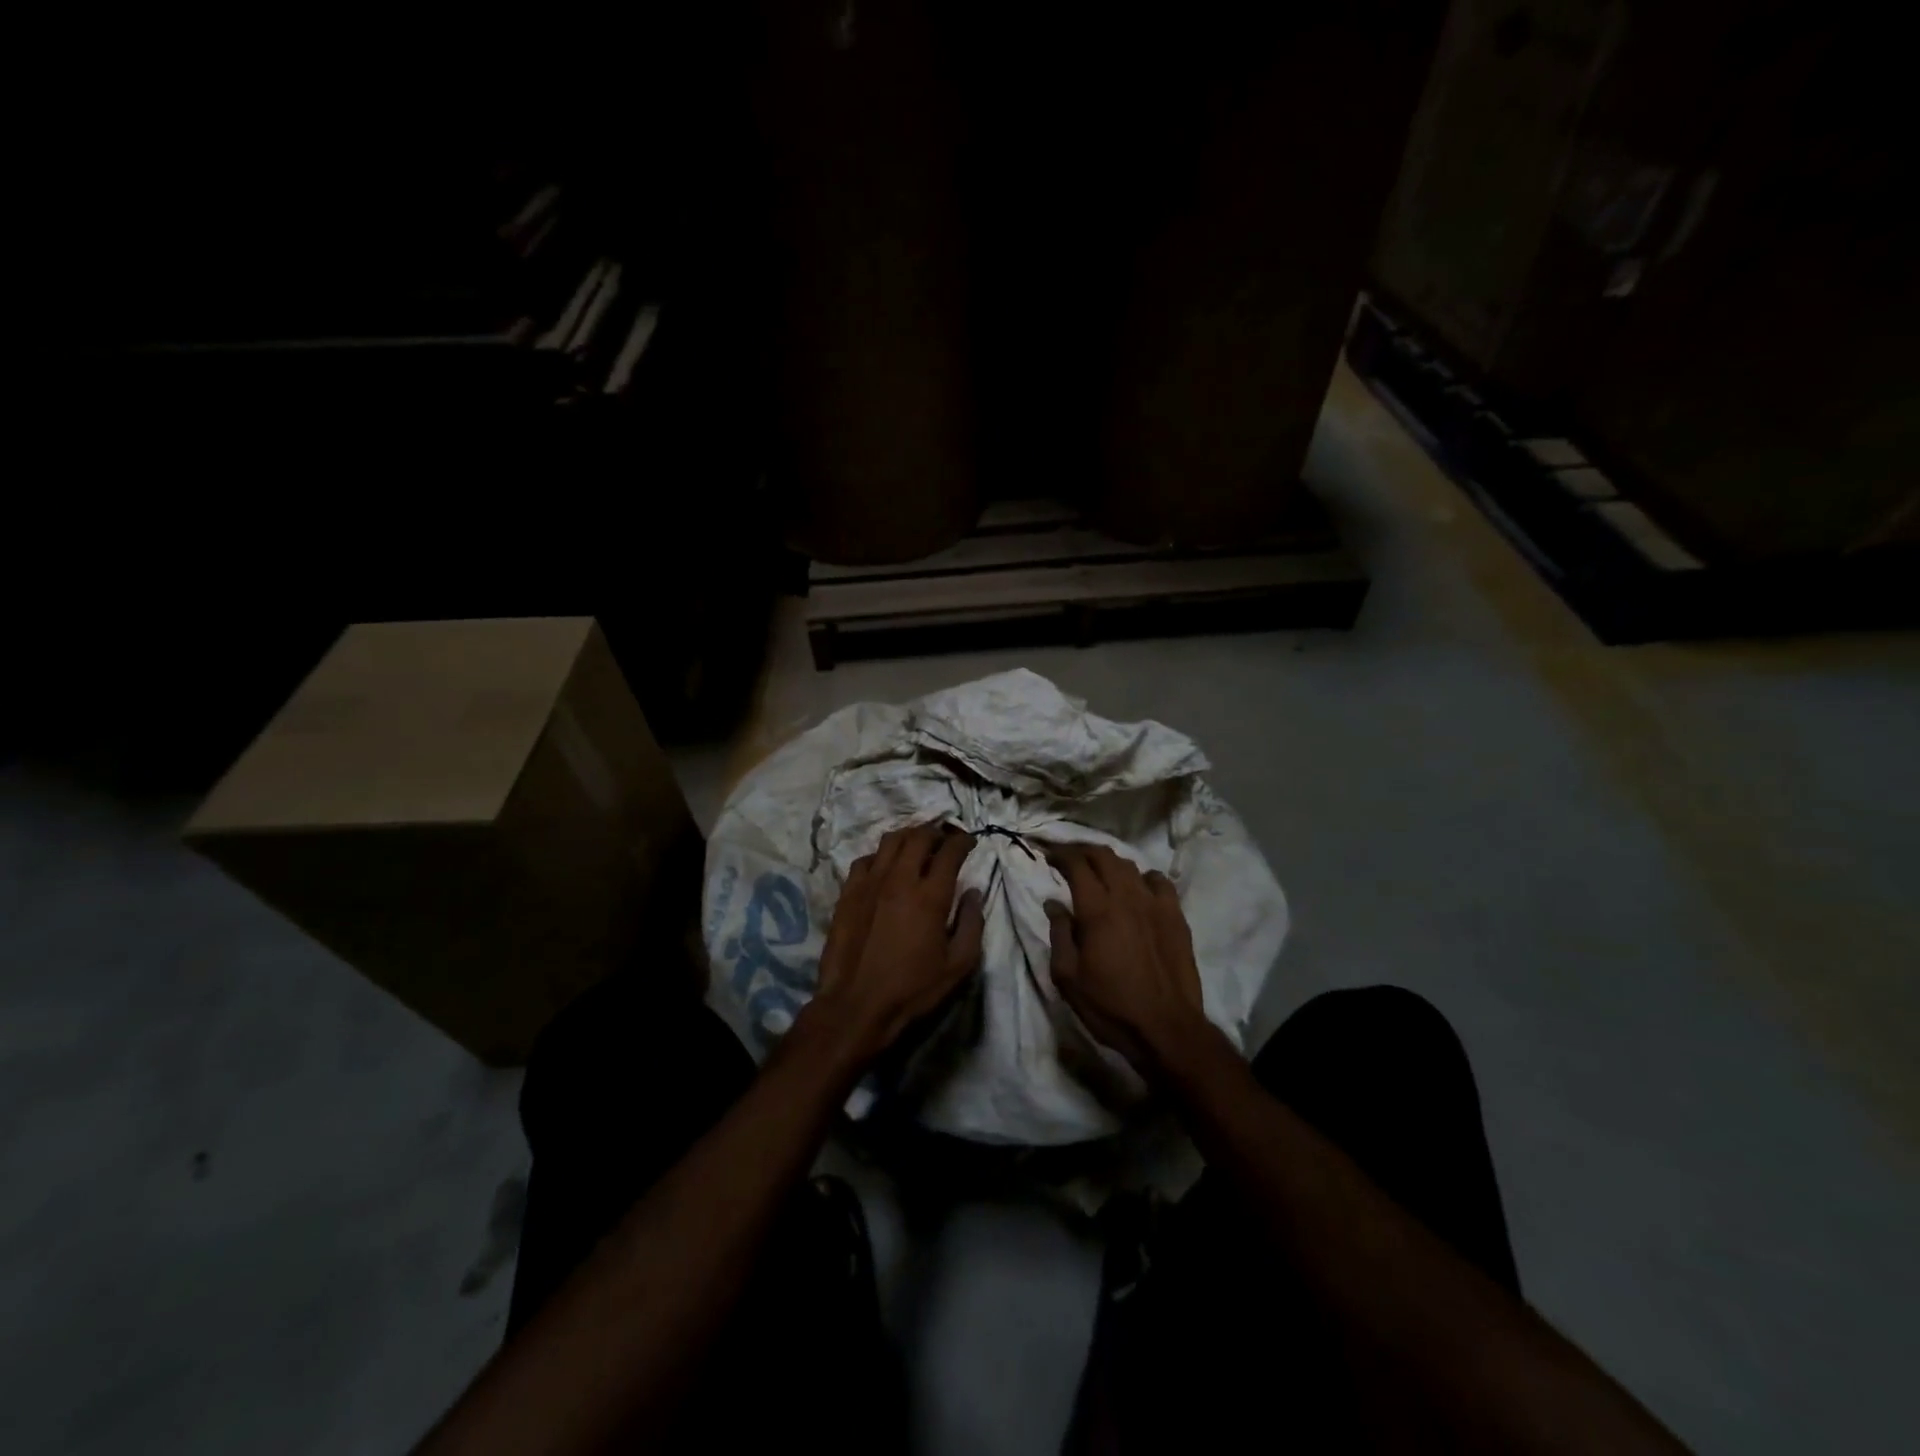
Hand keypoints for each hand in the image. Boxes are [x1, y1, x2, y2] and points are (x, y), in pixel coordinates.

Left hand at [803, 822, 984, 1065]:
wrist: (856, 1005)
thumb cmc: (912, 989)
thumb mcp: (958, 965)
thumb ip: (972, 924)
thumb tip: (973, 893)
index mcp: (930, 896)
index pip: (950, 851)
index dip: (963, 841)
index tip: (969, 841)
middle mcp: (900, 879)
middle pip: (919, 837)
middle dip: (936, 832)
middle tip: (944, 840)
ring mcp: (870, 883)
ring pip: (890, 840)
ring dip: (908, 837)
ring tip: (916, 846)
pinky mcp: (848, 892)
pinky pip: (865, 859)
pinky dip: (880, 856)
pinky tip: (884, 867)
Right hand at [1044, 843, 1216, 1077]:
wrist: (1166, 1029)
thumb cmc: (1110, 1006)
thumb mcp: (1068, 977)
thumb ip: (1059, 934)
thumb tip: (1054, 903)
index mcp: (1097, 910)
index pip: (1076, 864)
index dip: (1059, 853)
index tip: (1046, 854)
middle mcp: (1127, 897)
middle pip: (1103, 855)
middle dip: (1081, 849)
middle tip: (1067, 856)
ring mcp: (1155, 904)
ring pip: (1129, 865)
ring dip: (1109, 861)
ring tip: (1097, 870)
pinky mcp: (1176, 916)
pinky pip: (1159, 881)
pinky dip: (1142, 877)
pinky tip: (1137, 888)